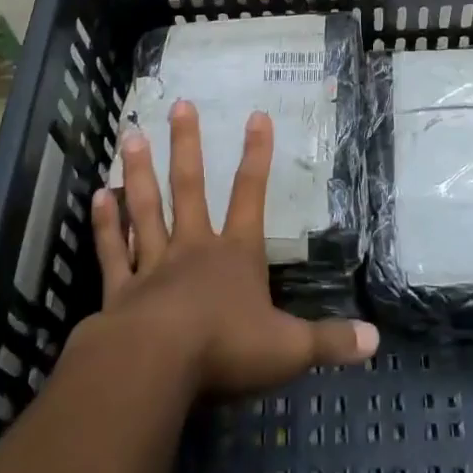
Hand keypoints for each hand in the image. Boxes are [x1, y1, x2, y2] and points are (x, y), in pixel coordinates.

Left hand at [85, 100, 377, 395]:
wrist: (154, 368)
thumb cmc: (225, 349)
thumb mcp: (288, 349)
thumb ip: (330, 342)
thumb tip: (375, 342)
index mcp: (235, 255)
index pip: (251, 195)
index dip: (257, 155)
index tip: (257, 115)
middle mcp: (193, 249)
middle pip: (190, 187)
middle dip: (186, 145)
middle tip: (179, 104)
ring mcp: (152, 266)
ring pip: (145, 209)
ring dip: (139, 173)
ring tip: (130, 135)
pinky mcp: (120, 291)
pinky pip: (111, 252)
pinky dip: (103, 225)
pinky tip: (97, 196)